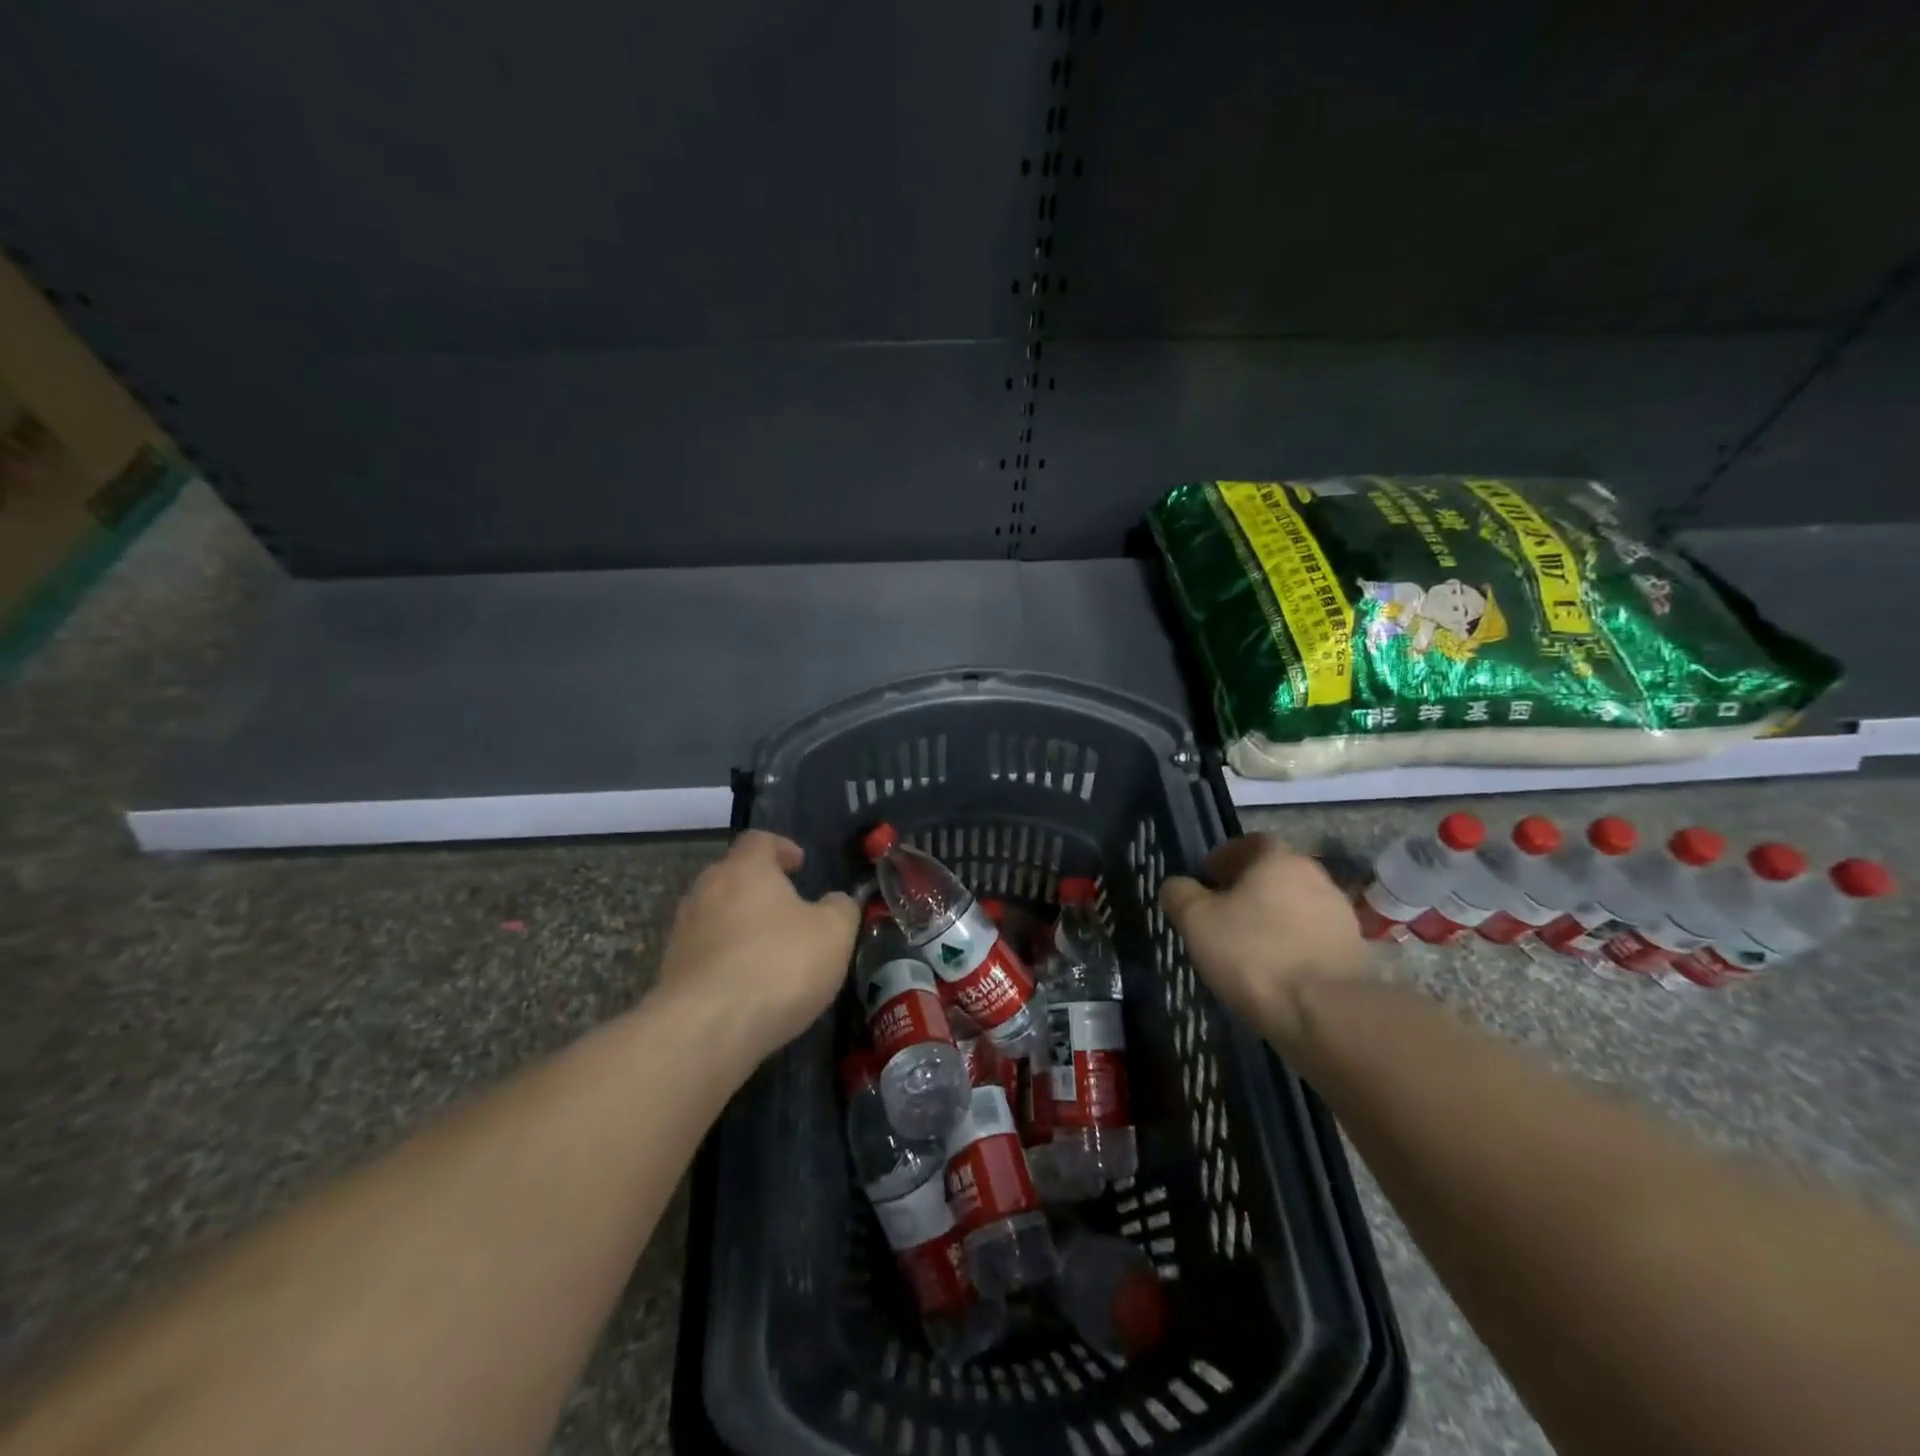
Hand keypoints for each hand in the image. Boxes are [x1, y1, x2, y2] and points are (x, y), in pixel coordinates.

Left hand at [657, 830, 858, 1058]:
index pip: (759, 840)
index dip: (781, 847)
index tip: (799, 864)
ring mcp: (683, 932)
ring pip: (716, 914)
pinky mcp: (671, 971)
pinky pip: (705, 952)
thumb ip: (841, 909)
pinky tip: (749, 984)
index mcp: (745, 869)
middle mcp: (706, 890)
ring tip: (770, 948)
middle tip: (789, 906)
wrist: (706, 1030)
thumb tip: (836, 902)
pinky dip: (727, 958)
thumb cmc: (778, 965)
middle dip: (760, 887)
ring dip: (741, 924)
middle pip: (732, 875)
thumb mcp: (834, 933)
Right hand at [1159, 835, 1367, 1044]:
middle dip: (1248, 889)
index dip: (1224, 857)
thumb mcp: (1196, 921)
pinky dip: (1293, 945)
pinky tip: (1275, 971)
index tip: (1206, 880)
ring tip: (1248, 947)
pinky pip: (1312, 938)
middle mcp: (1316, 876)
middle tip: (1222, 914)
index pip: (1250, 843)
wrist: (1325, 1014)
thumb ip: (1181, 894)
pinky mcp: (1354, 952)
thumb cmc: (1253, 954)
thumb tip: (1178, 885)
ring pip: (1295, 906)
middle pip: (1275, 874)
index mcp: (1279, 859)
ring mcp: (1340, 915)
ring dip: (1273, 918)